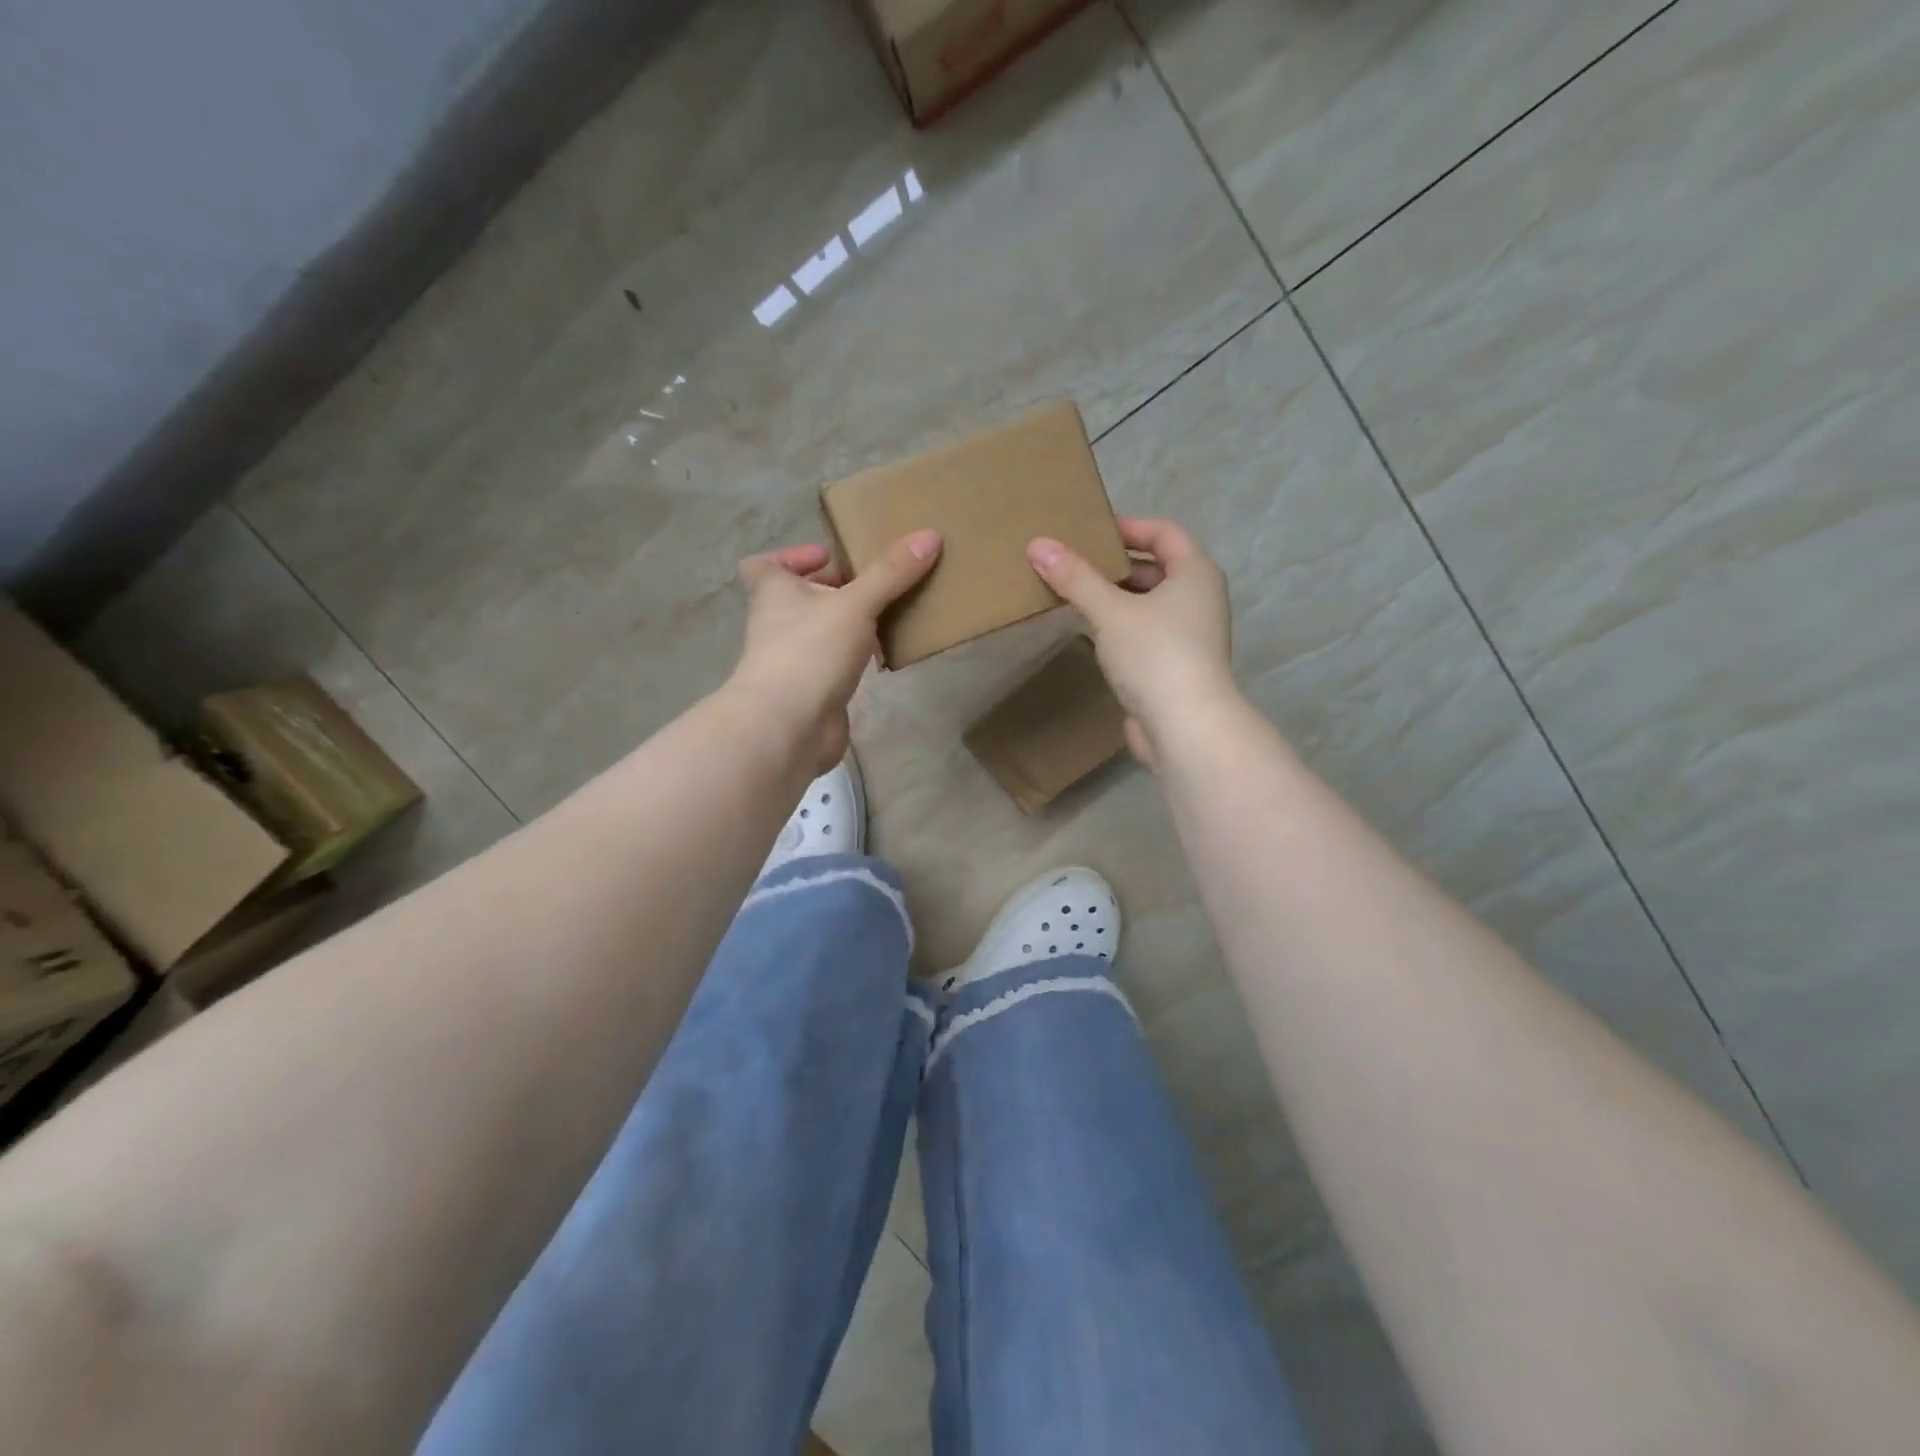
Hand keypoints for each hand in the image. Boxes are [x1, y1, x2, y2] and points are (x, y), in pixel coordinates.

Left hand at [730, 530, 940, 774]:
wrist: (788, 728)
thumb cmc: (810, 651)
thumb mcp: (855, 604)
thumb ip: (890, 573)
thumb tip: (930, 535)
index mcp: (774, 592)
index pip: (765, 565)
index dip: (792, 557)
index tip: (829, 557)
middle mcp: (776, 623)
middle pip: (800, 597)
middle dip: (834, 588)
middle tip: (877, 582)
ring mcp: (793, 660)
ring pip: (820, 632)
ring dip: (848, 624)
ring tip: (890, 614)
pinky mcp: (812, 691)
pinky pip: (834, 665)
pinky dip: (855, 658)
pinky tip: (885, 656)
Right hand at [1027, 517, 1234, 768]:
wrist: (1186, 728)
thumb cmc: (1155, 655)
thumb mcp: (1110, 611)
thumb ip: (1075, 578)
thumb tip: (1037, 544)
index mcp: (1196, 573)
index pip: (1165, 532)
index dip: (1129, 527)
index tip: (1090, 531)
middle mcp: (1200, 599)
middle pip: (1157, 568)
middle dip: (1117, 565)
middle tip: (1075, 563)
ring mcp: (1191, 636)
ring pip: (1150, 604)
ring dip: (1117, 597)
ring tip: (1076, 595)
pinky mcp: (1177, 666)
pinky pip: (1146, 633)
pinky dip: (1121, 626)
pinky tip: (1092, 632)